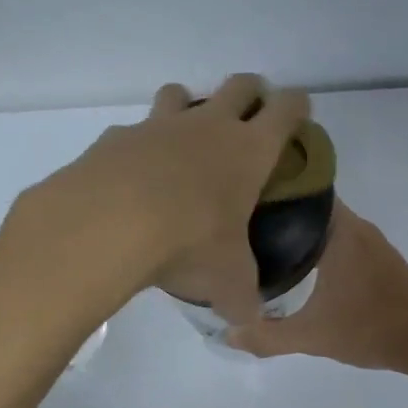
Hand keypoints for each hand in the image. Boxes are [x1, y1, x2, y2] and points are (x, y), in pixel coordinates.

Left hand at [13, 74, 309, 324]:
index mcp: (249, 150)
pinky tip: (133, 178)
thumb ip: (241, 298)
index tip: (299, 114)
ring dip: (189, 107)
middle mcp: (208, 126)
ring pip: (181, 93)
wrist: (109, 224)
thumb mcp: (227, 279)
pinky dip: (139, 146)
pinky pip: (134, 131)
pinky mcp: (116, 137)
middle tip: (250, 116)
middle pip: (240, 85)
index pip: (287, 109)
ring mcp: (159, 126)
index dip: (297, 106)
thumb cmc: (189, 242)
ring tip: (186, 140)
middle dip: (251, 93)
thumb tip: (248, 322)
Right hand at [226, 202, 407, 369]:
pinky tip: (296, 263)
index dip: (268, 190)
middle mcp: (354, 225)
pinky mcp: (377, 256)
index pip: (299, 189)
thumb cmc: (371, 328)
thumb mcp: (312, 336)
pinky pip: (337, 236)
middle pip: (308, 204)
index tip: (238, 198)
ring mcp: (369, 240)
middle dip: (276, 210)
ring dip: (296, 228)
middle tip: (238, 224)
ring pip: (323, 222)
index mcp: (339, 231)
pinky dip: (315, 242)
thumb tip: (227, 333)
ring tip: (258, 242)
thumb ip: (267, 336)